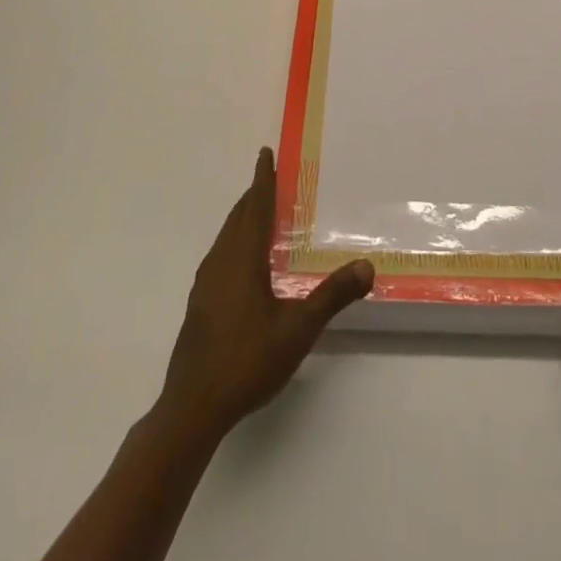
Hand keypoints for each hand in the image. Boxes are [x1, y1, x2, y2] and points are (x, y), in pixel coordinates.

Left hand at [158, 147, 373, 442]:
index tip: (265, 153)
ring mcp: (206, 284)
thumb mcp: (298, 329)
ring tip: (261, 214)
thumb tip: (367, 265)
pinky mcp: (200, 305)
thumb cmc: (246, 361)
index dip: (262, 179)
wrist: (192, 408)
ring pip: (226, 237)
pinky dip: (235, 242)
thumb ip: (332, 296)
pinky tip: (245, 264)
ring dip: (243, 219)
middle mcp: (221, 262)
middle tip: (271, 179)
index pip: (256, 207)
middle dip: (254, 195)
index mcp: (242, 258)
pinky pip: (221, 256)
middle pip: (238, 218)